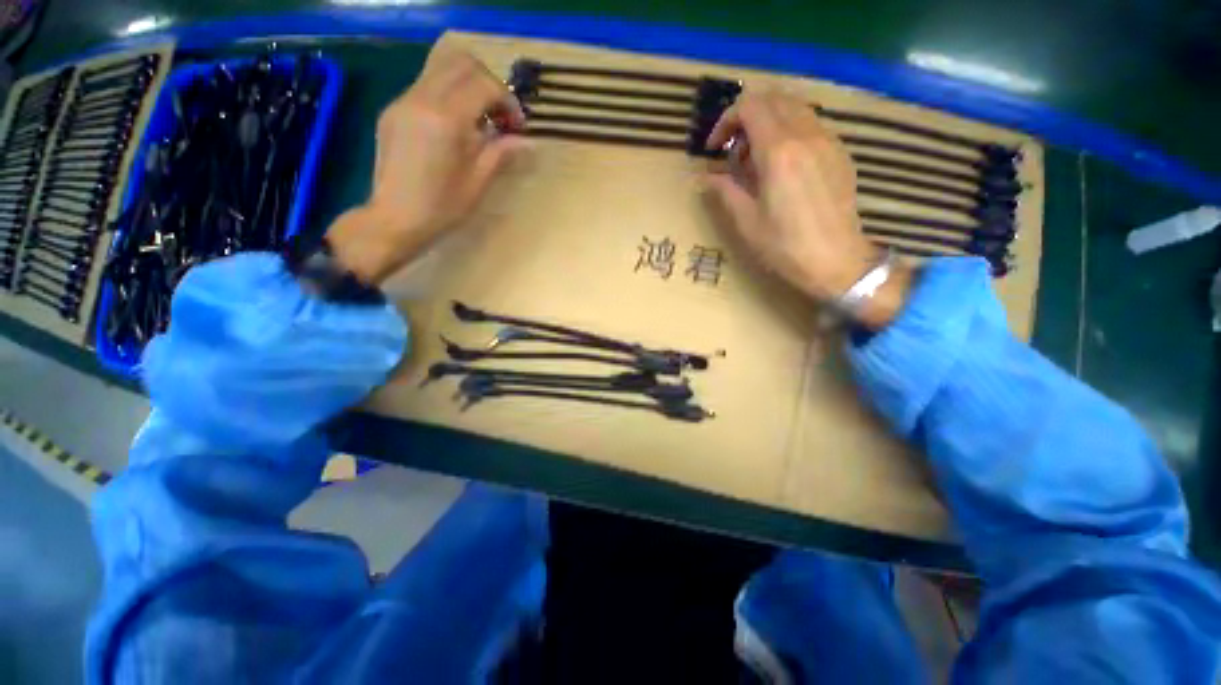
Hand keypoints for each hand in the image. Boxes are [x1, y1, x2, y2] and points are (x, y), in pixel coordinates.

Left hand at [328, 47, 526, 285]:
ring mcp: (403, 101)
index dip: (508, 101)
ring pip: (441, 68)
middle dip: (489, 83)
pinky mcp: (393, 110)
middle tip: (501, 116)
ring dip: (468, 85)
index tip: (518, 126)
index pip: (484, 84)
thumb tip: (527, 141)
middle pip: (461, 62)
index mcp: (446, 119)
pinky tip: (456, 127)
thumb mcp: (478, 183)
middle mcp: (421, 98)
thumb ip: (501, 153)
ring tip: (481, 120)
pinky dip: (449, 95)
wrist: (394, 219)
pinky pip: (426, 85)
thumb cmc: (441, 208)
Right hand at [704, 91, 912, 327]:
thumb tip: (703, 178)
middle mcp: (806, 135)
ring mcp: (828, 140)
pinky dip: (789, 131)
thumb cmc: (785, 246)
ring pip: (794, 107)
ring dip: (769, 121)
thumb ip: (724, 191)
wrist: (837, 260)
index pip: (750, 106)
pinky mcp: (840, 152)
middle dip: (746, 117)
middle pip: (773, 98)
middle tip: (734, 151)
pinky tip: (782, 165)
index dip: (726, 120)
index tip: (716, 148)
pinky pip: (811, 124)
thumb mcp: (747, 221)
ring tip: (756, 158)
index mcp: (779, 151)